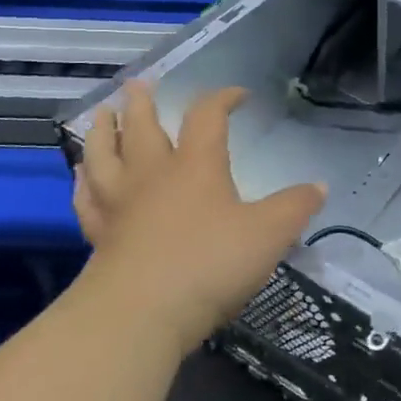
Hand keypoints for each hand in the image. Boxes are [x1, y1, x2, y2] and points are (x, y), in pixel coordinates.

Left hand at [73, 82, 324, 352]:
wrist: (139, 316)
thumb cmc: (209, 264)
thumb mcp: (270, 234)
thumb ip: (296, 207)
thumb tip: (319, 187)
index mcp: (196, 165)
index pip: (207, 116)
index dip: (222, 98)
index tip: (239, 94)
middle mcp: (153, 175)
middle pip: (142, 127)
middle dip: (142, 103)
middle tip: (138, 85)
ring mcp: (120, 205)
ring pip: (103, 156)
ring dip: (103, 131)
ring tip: (101, 115)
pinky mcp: (99, 237)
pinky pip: (86, 199)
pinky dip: (83, 182)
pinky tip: (81, 176)